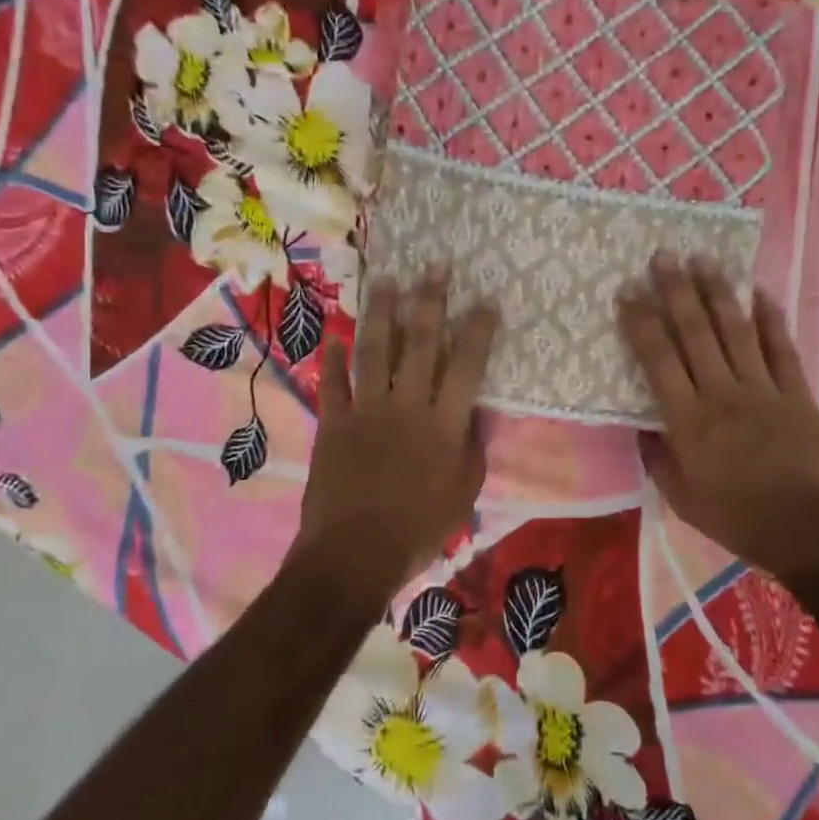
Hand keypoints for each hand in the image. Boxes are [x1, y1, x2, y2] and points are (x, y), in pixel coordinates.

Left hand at [297, 269, 498, 586]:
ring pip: (374, 350)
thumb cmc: (419, 528)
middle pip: (420, 343)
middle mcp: (406, 405)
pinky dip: (333, 358)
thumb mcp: (464, 493)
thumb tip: (473, 413)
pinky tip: (335, 335)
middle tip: (435, 265)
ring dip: (380, 312)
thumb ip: (471, 447)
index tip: (486, 301)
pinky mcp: (333, 423)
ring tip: (386, 280)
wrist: (354, 554)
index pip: (467, 365)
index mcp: (444, 424)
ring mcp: (365, 410)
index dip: (478, 330)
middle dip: (430, 300)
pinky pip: (333, 382)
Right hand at [617, 253, 818, 577]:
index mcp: (689, 420)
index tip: (628, 291)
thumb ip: (659, 459)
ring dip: (717, 292)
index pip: (658, 359)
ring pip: (736, 330)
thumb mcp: (681, 499)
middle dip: (675, 290)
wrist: (808, 530)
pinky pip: (781, 348)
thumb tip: (644, 429)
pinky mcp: (797, 393)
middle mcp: (722, 393)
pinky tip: (760, 291)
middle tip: (662, 256)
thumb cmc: (737, 518)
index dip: (640, 321)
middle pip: (695, 332)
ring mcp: (763, 389)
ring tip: (702, 259)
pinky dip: (770, 318)